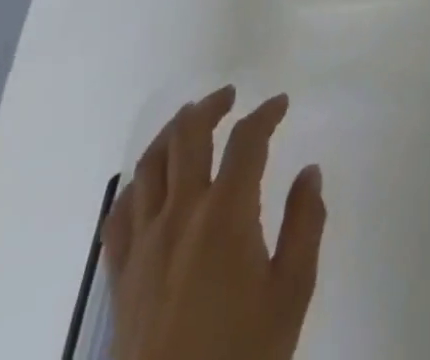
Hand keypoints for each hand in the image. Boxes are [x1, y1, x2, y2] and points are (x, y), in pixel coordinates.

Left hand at [103, 86, 325, 359]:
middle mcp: (181, 215)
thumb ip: (305, 224)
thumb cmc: (243, 354)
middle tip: (231, 95)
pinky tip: (149, 181)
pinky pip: (120, 213)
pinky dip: (137, 183)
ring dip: (172, 132)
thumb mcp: (291, 292)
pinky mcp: (121, 276)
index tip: (280, 103)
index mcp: (227, 213)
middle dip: (211, 106)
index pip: (247, 141)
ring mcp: (144, 244)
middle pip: (189, 137)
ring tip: (189, 121)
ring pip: (150, 165)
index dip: (266, 113)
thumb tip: (310, 171)